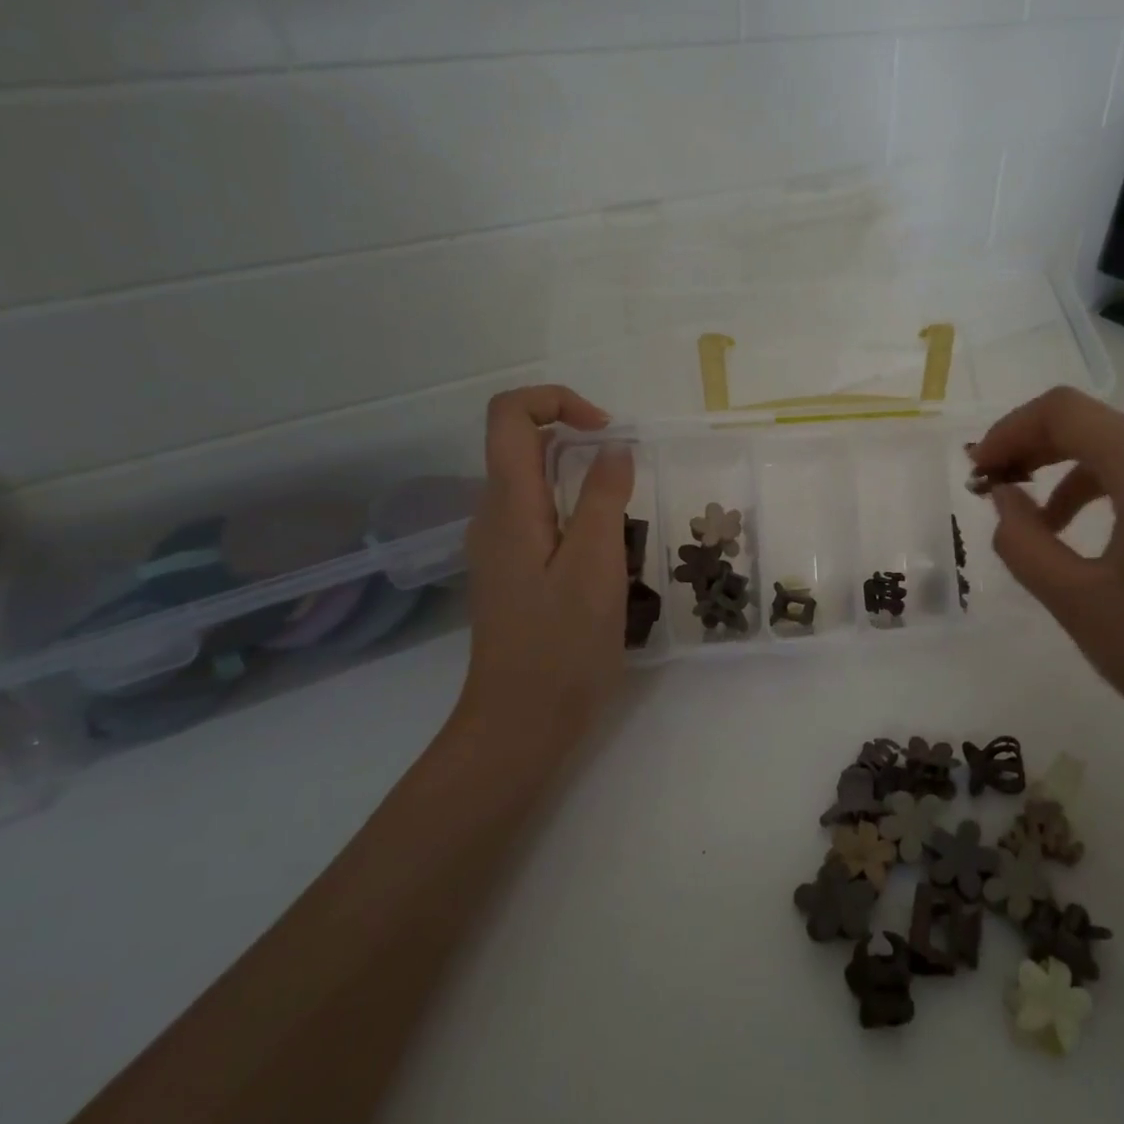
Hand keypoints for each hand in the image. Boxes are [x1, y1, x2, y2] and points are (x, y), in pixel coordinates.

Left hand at [456, 386, 633, 738]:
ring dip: (583, 482)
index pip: (509, 415)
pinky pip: (542, 519)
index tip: (607, 432)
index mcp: (509, 505)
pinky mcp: (512, 572)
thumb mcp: (596, 564)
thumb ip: (605, 497)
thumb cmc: (562, 644)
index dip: (557, 401)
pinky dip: (577, 515)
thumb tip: (613, 447)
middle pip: (522, 444)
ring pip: (535, 484)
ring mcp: (499, 546)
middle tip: (629, 479)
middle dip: (578, 442)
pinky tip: (608, 557)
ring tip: (626, 524)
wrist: (521, 722)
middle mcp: (493, 516)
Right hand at [972, 387, 1123, 768]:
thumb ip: (1022, 539)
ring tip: (1043, 526)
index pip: (1065, 411)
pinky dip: (1114, 492)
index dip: (1009, 431)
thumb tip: (1005, 497)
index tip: (978, 473)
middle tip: (997, 491)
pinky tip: (1100, 541)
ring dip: (1073, 475)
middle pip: (1098, 426)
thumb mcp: (1075, 600)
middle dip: (1037, 450)